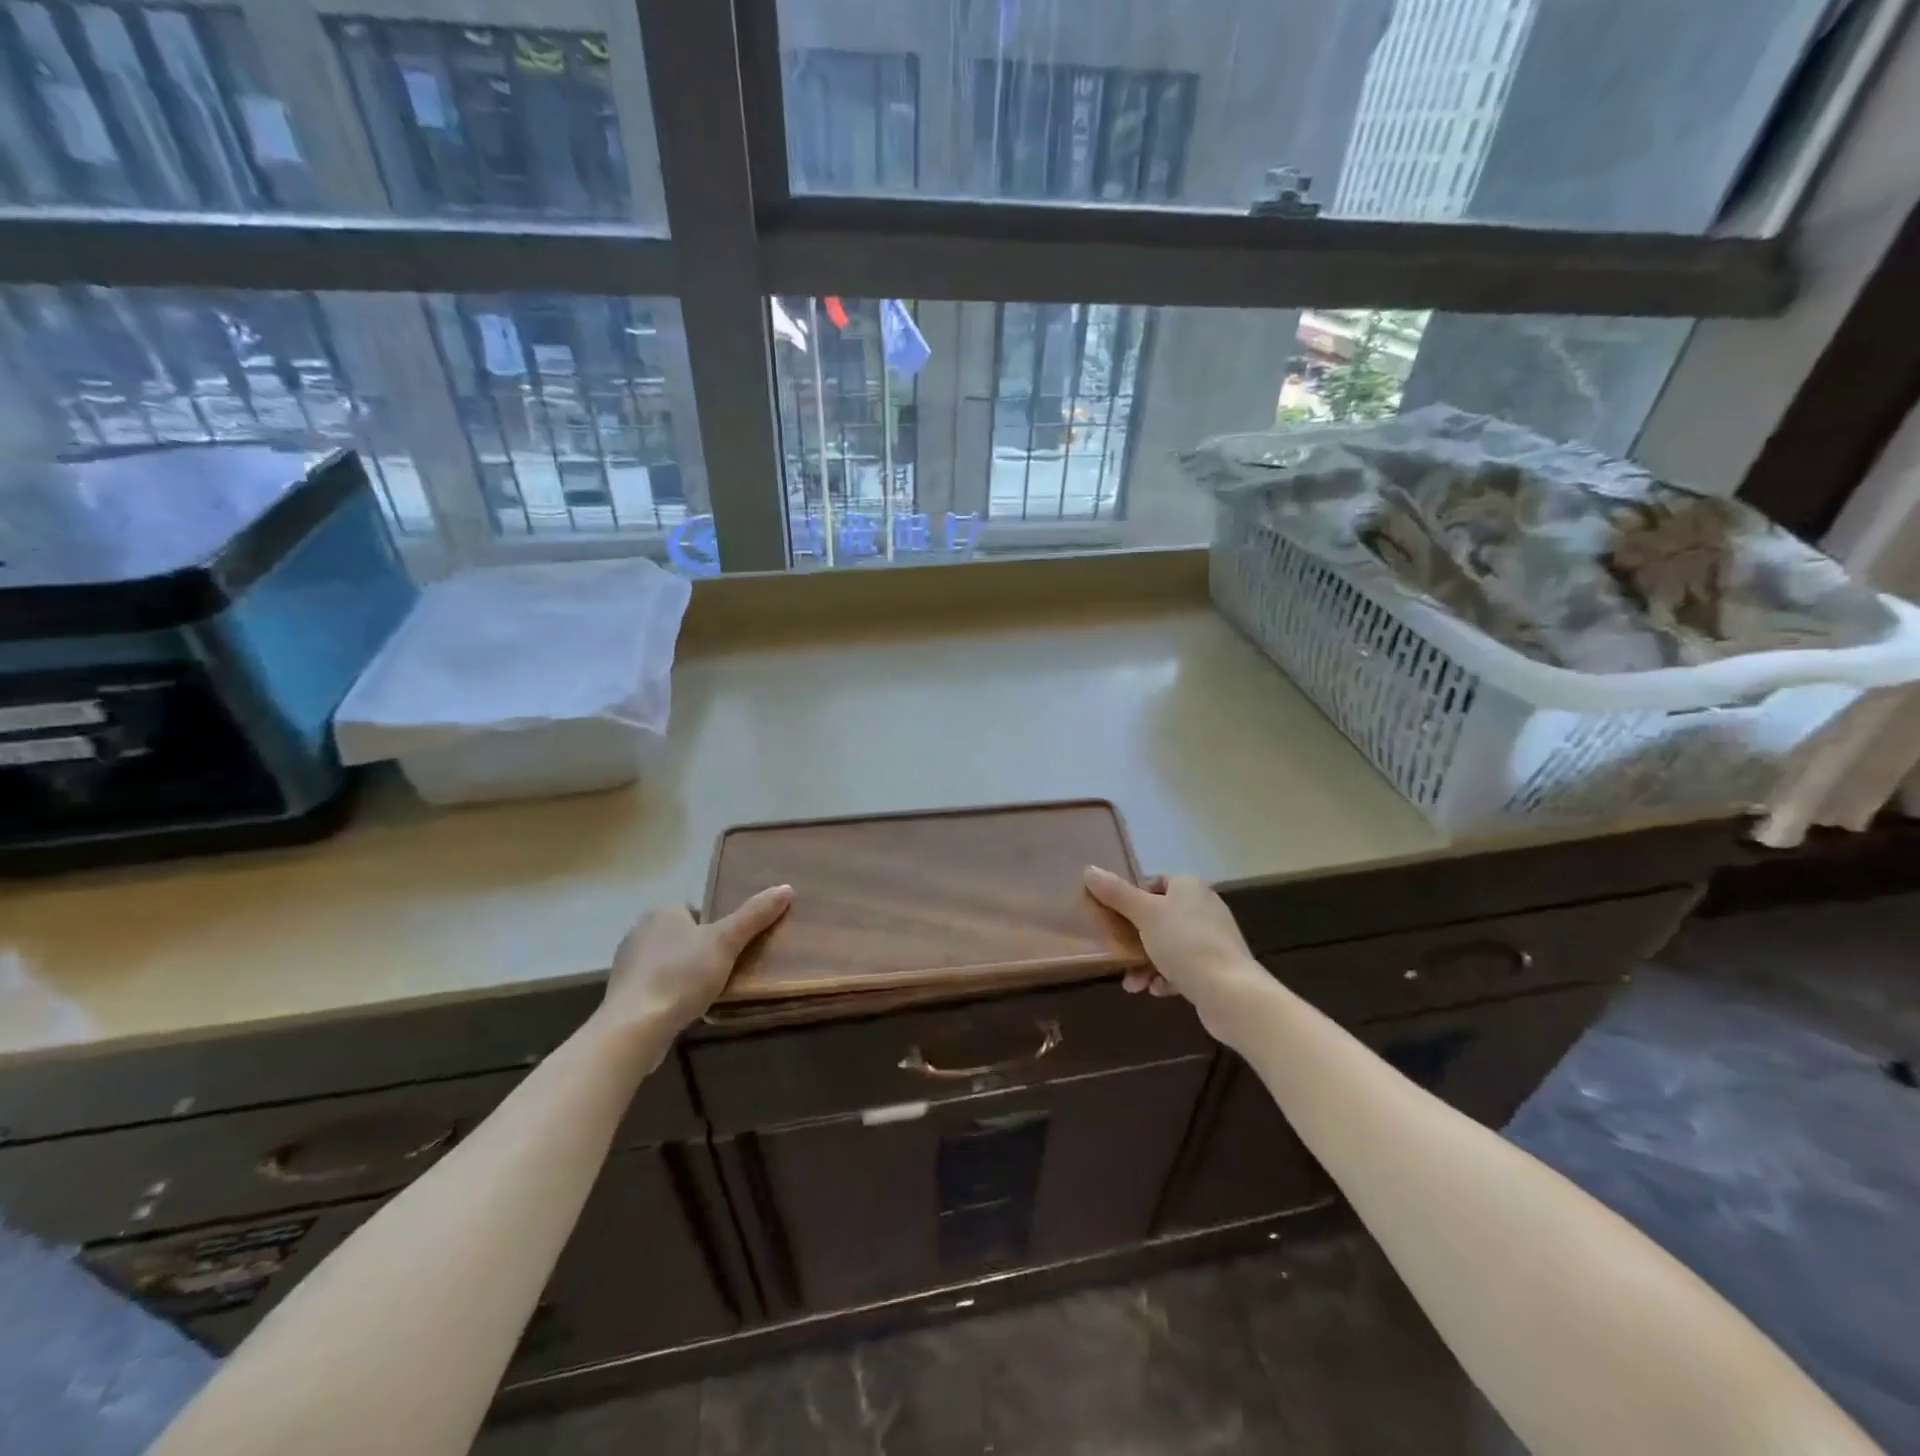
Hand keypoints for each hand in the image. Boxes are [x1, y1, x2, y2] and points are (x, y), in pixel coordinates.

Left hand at [598, 886, 793, 1036]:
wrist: (635, 1028)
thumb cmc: (682, 975)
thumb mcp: (726, 942)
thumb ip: (754, 915)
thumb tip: (786, 888)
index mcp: (663, 912)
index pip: (697, 912)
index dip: (716, 929)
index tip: (733, 949)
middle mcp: (639, 931)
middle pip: (683, 937)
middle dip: (701, 952)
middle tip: (726, 971)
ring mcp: (627, 964)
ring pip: (668, 962)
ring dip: (684, 975)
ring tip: (707, 994)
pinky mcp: (622, 995)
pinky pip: (654, 987)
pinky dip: (669, 995)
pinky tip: (682, 1010)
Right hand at [1085, 867, 1271, 1040]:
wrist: (1231, 993)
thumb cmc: (1184, 943)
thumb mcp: (1144, 914)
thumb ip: (1116, 893)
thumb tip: (1089, 869)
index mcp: (1189, 887)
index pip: (1155, 883)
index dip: (1133, 898)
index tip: (1115, 917)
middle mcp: (1204, 907)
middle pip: (1159, 917)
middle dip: (1134, 939)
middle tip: (1116, 954)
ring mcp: (1213, 938)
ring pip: (1168, 945)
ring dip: (1146, 963)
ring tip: (1132, 984)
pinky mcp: (1217, 967)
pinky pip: (1183, 966)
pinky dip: (1166, 977)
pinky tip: (1156, 990)